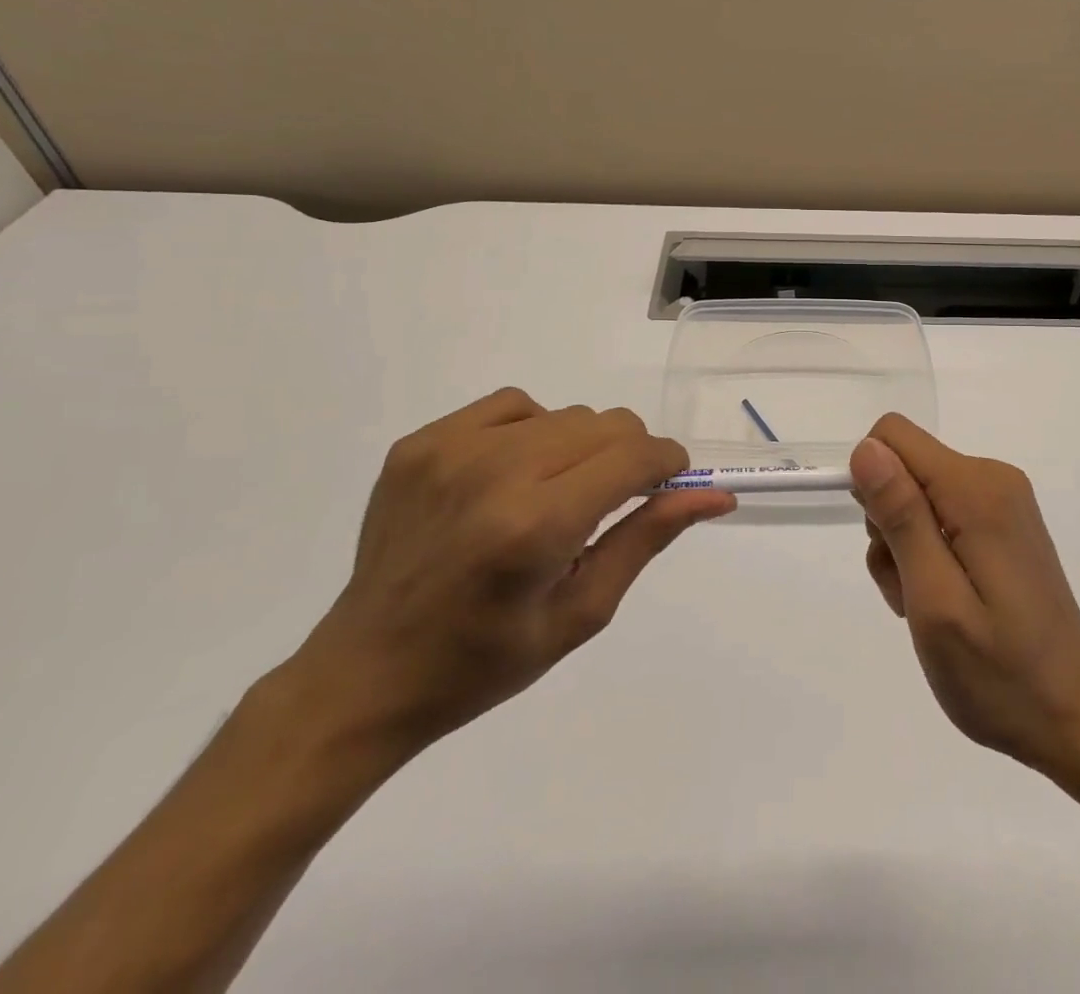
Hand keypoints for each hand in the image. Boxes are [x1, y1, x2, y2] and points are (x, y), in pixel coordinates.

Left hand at [294, 388, 734, 753]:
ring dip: (582, 447)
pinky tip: (515, 475)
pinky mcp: (420, 443)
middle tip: (612, 502)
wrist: (366, 674)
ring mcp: (450, 450)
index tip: (670, 484)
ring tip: (556, 495)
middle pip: (606, 424)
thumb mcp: (581, 611)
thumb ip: (648, 538)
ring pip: (565, 413)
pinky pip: (512, 405)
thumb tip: (713, 495)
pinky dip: (533, 431)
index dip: (668, 464)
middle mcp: (494, 472)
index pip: (635, 456)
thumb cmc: (484, 661)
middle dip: (630, 455)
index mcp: (536, 526)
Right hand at [851, 415, 1079, 779]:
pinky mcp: (1004, 526)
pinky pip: (941, 516)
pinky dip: (928, 556)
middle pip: (904, 468)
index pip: (892, 437)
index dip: (872, 486)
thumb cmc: (1000, 674)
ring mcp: (1002, 503)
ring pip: (916, 496)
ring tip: (928, 608)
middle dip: (888, 525)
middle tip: (911, 590)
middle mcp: (993, 480)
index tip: (887, 545)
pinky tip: (945, 604)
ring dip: (905, 549)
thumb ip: (901, 517)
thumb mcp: (935, 600)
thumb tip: (867, 448)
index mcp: (976, 490)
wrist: (1075, 719)